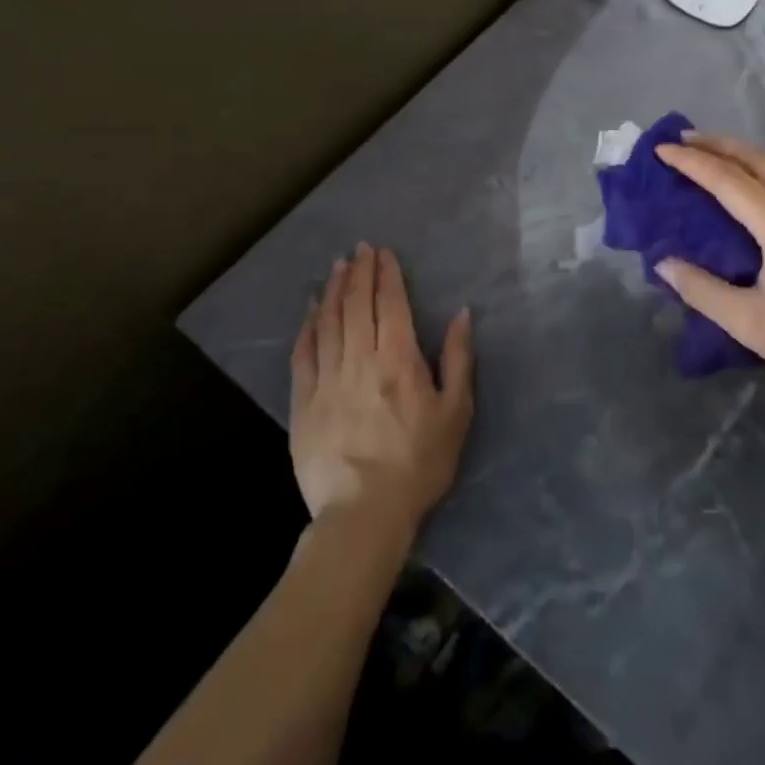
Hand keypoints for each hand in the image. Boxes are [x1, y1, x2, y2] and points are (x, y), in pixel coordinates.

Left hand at [289, 243, 473, 539]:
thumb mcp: (455, 412)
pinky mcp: (304, 403)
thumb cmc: (419, 463)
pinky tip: (310, 310)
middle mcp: (360, 360)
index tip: (383, 252)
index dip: (386, 275)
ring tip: (337, 267)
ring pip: (329, 323)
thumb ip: (457, 359)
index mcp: (398, 360)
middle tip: (359, 248)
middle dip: (359, 273)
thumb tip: (461, 314)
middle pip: (356, 305)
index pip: (390, 304)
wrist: (363, 515)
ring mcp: (327, 380)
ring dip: (333, 290)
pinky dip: (308, 327)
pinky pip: (304, 354)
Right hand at [655, 133, 764, 412]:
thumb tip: (663, 261)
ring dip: (743, 153)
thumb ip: (702, 290)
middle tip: (684, 138)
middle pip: (759, 159)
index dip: (692, 162)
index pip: (729, 181)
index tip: (662, 149)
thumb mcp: (750, 324)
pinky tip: (752, 184)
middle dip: (719, 143)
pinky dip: (764, 170)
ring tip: (712, 153)